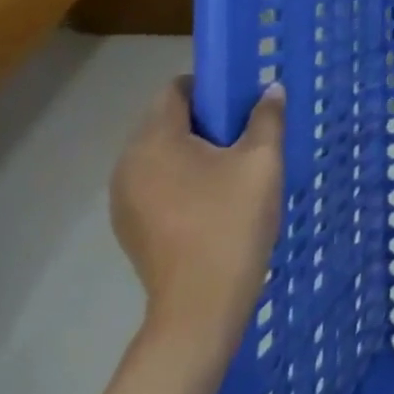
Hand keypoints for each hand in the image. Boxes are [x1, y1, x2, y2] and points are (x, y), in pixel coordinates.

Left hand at [110, 78, 286, 361]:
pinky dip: (182, 179)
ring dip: (194, 151)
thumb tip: (270, 89)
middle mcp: (127, 164)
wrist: (201, 306)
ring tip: (233, 169)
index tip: (242, 102)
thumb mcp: (262, 162)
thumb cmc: (232, 222)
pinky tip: (213, 201)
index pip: (175, 90)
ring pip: (161, 154)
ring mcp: (123, 198)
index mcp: (154, 141)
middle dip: (205, 120)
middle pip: (165, 121)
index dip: (210, 87)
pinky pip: (156, 183)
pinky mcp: (130, 226)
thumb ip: (267, 118)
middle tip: (246, 135)